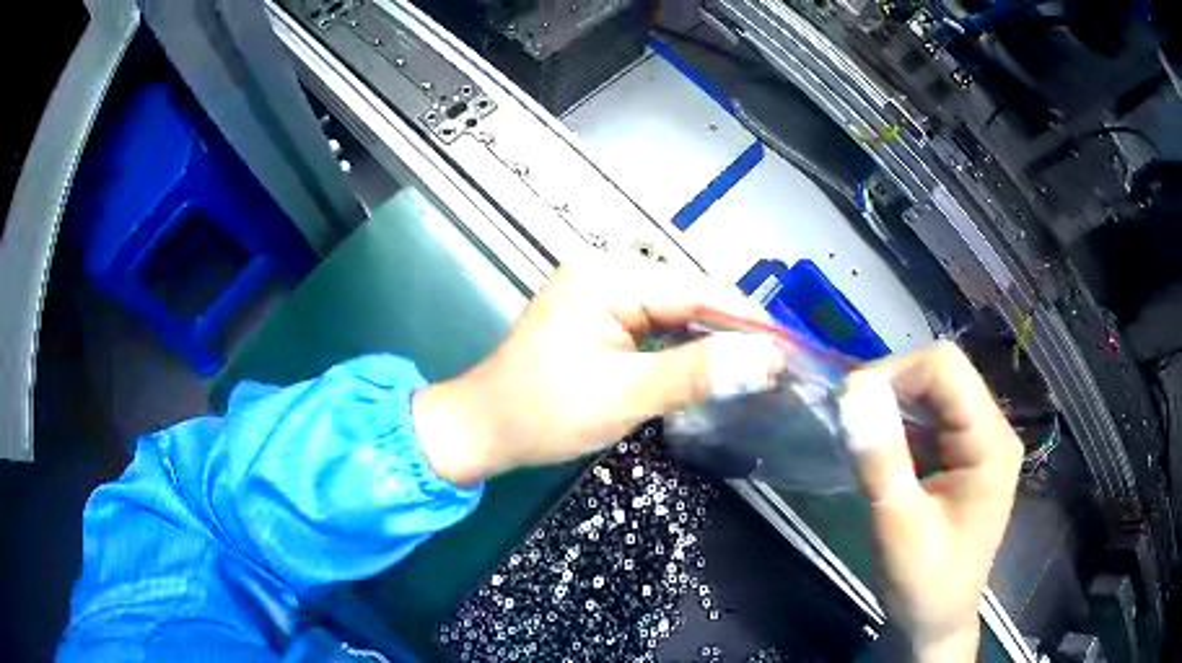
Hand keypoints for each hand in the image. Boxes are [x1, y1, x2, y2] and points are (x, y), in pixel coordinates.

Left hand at [413, 254, 780, 485]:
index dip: (748, 317)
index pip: (696, 288)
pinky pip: (655, 323)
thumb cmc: (542, 413)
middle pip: (688, 295)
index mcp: (607, 276)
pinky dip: (684, 345)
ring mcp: (600, 291)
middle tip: (777, 365)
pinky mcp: (599, 315)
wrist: (484, 429)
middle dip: (733, 329)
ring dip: (711, 338)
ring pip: (675, 310)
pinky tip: (710, 364)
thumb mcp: (624, 395)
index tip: (790, 345)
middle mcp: (605, 271)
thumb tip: (764, 359)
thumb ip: (696, 373)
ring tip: (754, 367)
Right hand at [838, 342, 1022, 662]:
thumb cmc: (924, 583)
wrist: (936, 623)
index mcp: (990, 442)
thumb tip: (849, 391)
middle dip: (890, 386)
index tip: (846, 401)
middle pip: (942, 374)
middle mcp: (992, 430)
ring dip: (892, 404)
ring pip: (934, 393)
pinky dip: (899, 424)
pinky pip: (931, 419)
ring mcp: (980, 442)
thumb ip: (880, 459)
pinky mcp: (965, 456)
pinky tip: (879, 449)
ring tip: (857, 431)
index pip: (946, 368)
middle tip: (846, 417)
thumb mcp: (898, 525)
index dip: (893, 371)